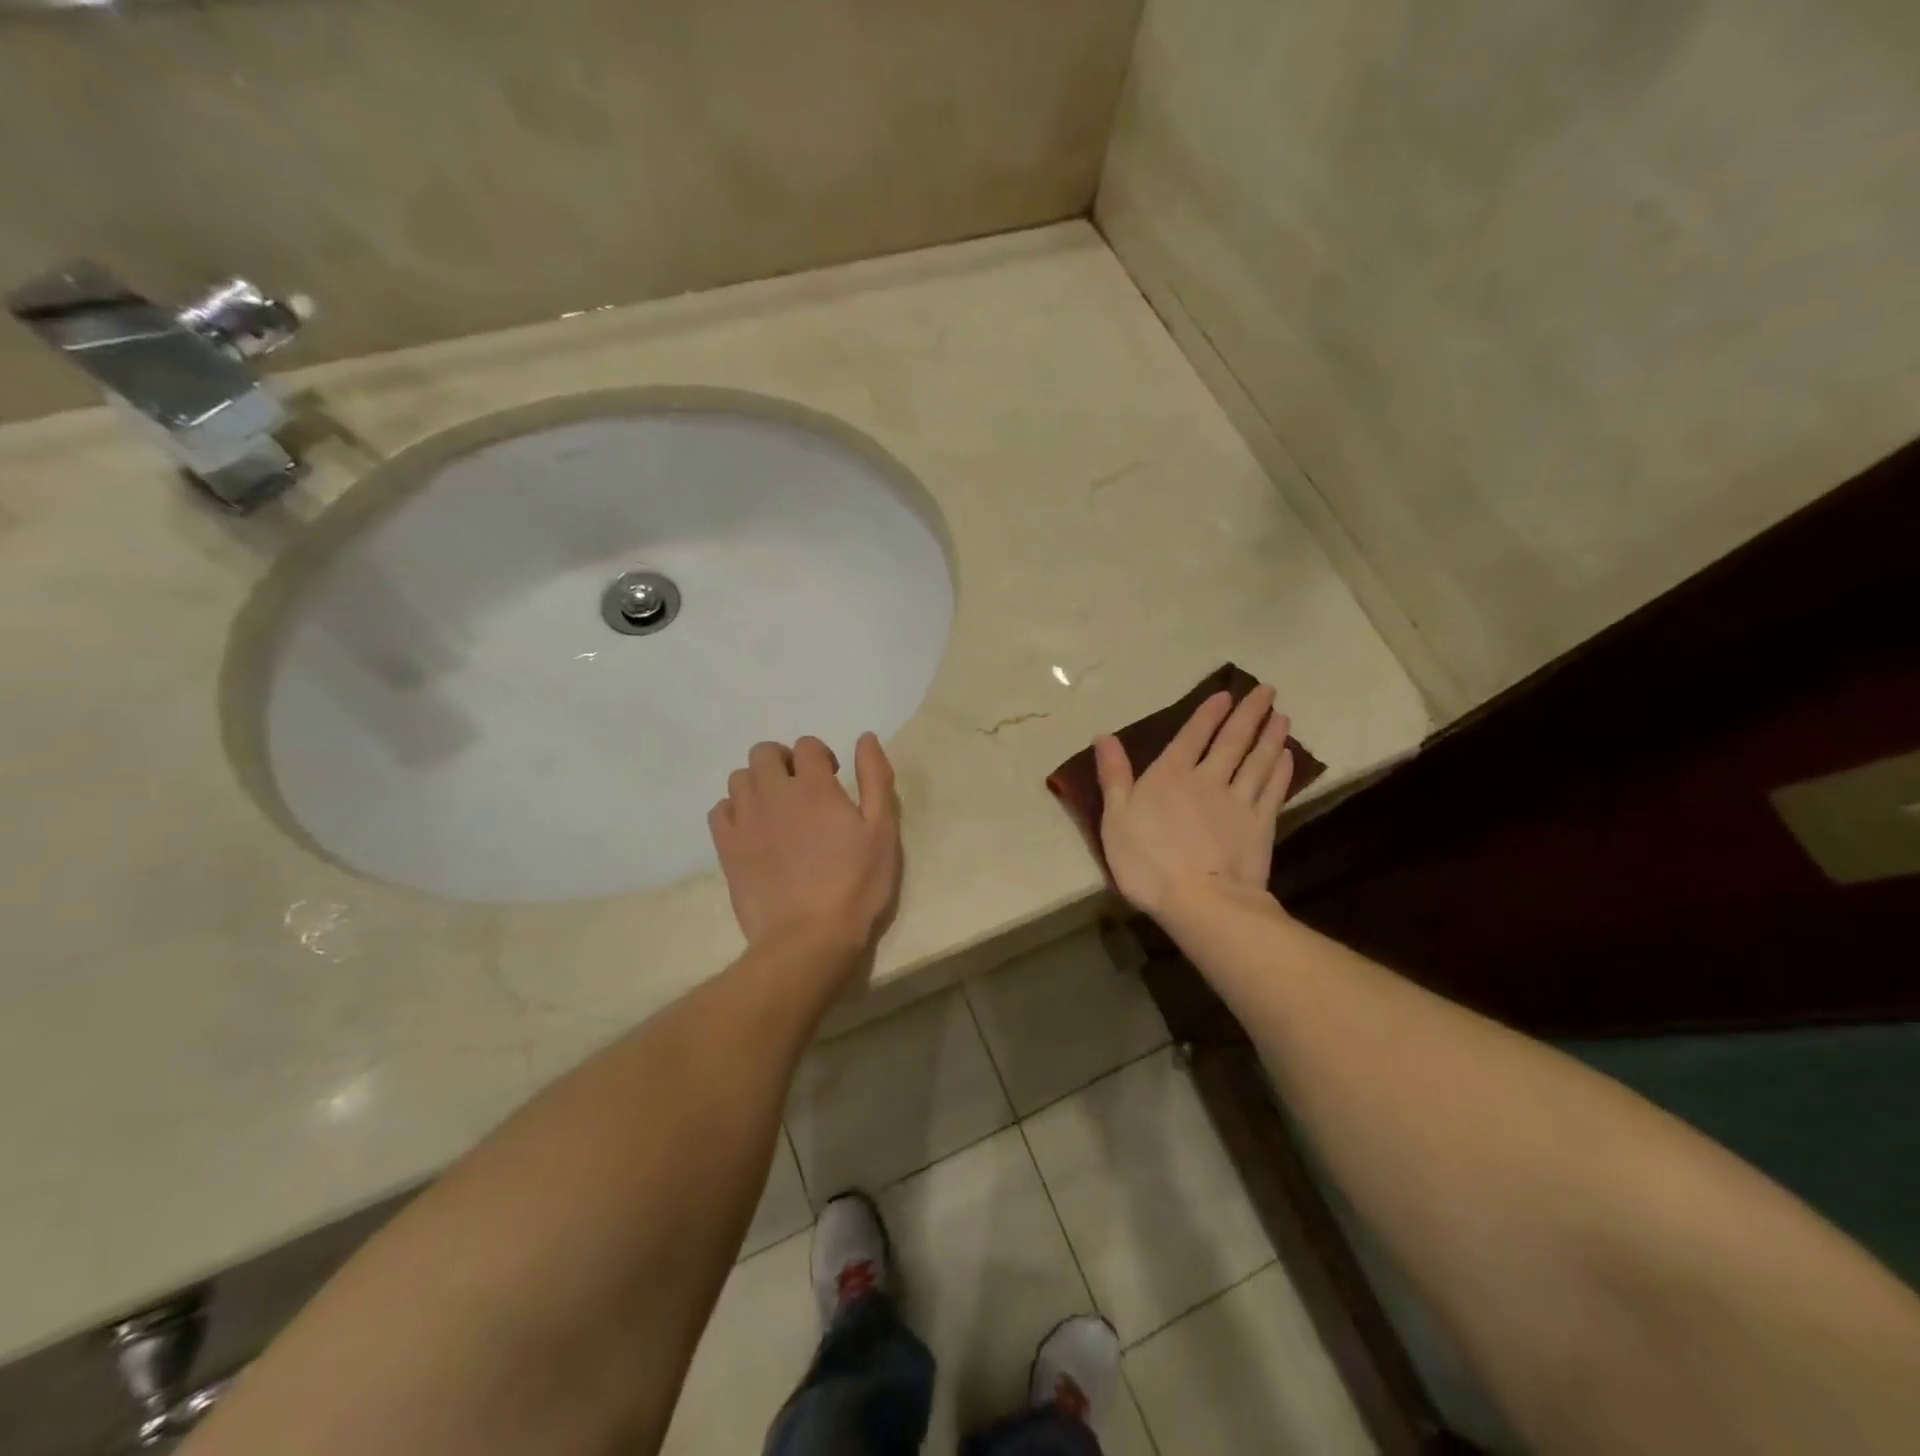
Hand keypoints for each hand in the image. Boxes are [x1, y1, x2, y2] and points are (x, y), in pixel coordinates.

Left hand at [709, 733, 901, 954]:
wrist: (808, 938)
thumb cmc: (856, 884)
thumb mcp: (882, 830)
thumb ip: (875, 779)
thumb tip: (865, 738)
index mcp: (814, 786)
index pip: (807, 745)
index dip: (821, 756)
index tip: (833, 778)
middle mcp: (774, 793)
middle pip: (764, 752)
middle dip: (784, 761)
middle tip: (802, 789)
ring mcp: (745, 820)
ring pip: (739, 778)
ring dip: (758, 783)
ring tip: (777, 809)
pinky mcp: (726, 847)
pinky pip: (719, 810)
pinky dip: (734, 810)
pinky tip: (752, 829)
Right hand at [1094, 685, 1295, 916]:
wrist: (1201, 900)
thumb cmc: (1147, 861)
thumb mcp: (1115, 818)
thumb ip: (1114, 775)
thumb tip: (1104, 736)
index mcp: (1170, 775)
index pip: (1193, 736)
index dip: (1209, 714)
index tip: (1226, 695)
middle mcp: (1208, 779)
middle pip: (1232, 741)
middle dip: (1249, 714)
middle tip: (1267, 691)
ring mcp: (1238, 802)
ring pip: (1257, 761)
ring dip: (1269, 736)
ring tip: (1281, 717)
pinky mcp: (1260, 825)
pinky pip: (1272, 790)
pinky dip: (1280, 771)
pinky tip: (1286, 757)